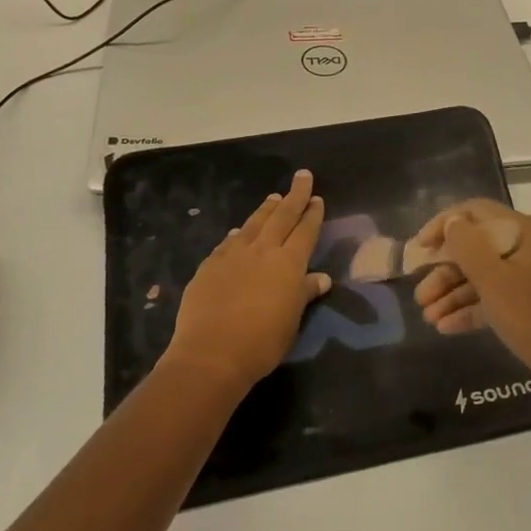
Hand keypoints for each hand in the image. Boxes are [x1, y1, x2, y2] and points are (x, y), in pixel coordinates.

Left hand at [164, 170, 331, 394]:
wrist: (211, 354)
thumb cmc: (262, 342)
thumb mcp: (292, 321)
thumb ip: (305, 294)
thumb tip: (321, 278)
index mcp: (288, 263)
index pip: (305, 231)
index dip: (312, 214)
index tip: (317, 197)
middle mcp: (263, 250)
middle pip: (282, 216)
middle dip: (295, 195)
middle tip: (302, 175)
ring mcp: (234, 255)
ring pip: (254, 223)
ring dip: (266, 209)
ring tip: (274, 197)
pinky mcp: (210, 265)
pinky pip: (229, 241)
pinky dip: (238, 233)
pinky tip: (239, 231)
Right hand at [412, 200, 530, 388]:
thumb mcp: (494, 281)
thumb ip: (468, 246)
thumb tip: (452, 221)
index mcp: (522, 231)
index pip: (475, 212)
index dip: (444, 224)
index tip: (419, 247)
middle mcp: (526, 247)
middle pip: (476, 247)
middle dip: (444, 271)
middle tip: (419, 296)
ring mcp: (529, 276)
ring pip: (482, 276)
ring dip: (452, 293)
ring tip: (427, 317)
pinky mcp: (529, 304)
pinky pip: (493, 298)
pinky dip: (470, 309)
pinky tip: (445, 327)